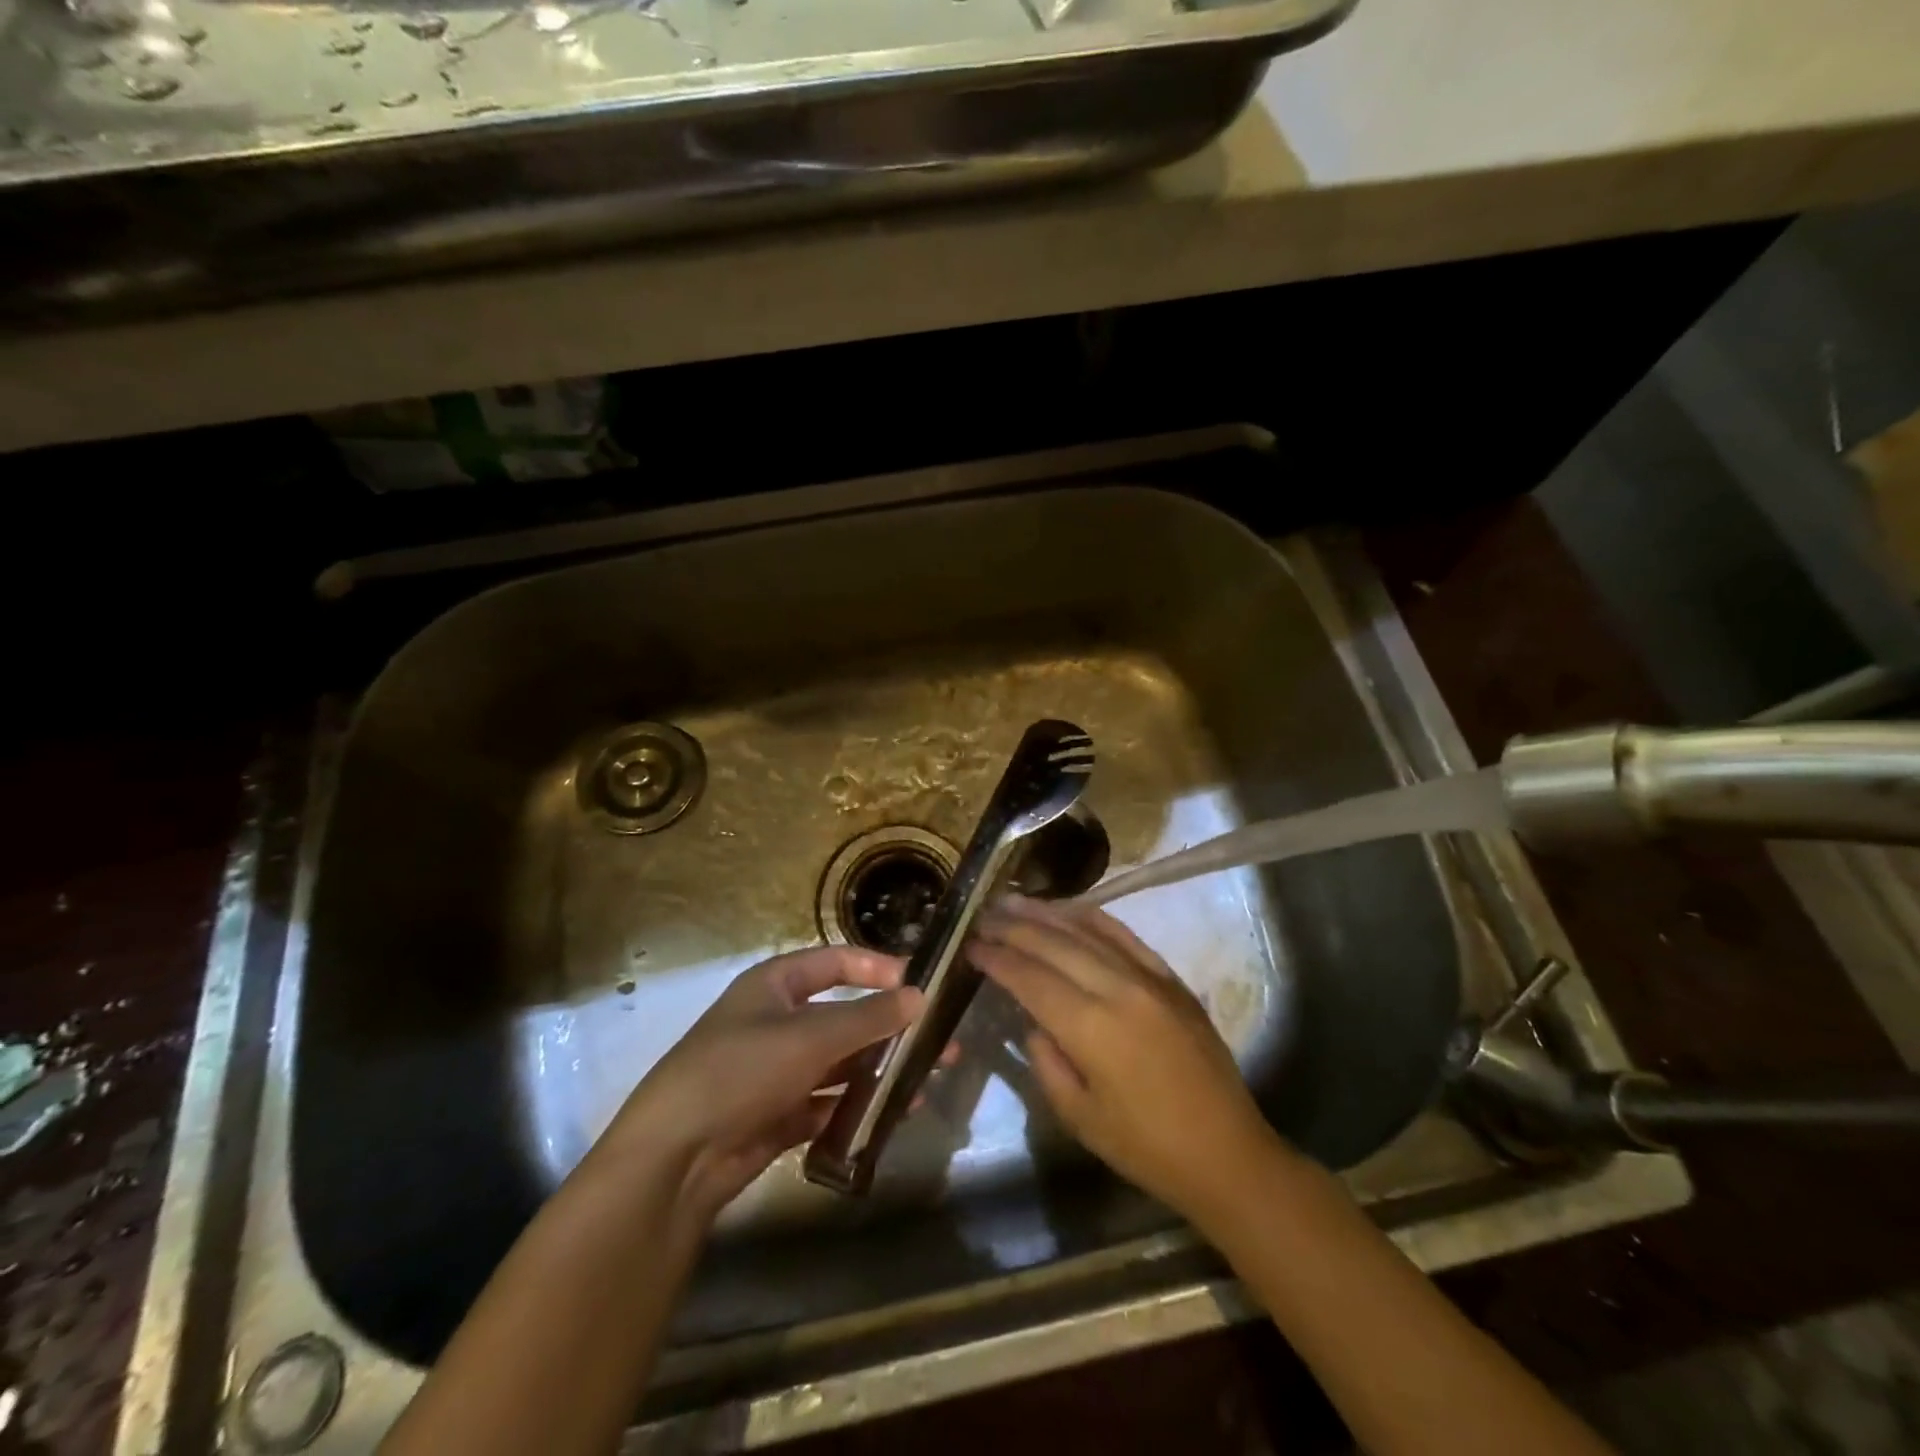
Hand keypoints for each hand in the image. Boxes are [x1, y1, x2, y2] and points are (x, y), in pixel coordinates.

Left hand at [601, 946, 922, 1222]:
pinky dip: (860, 1104)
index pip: (836, 962)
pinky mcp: (780, 1114)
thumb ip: (868, 1017)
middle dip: (891, 1027)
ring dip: (881, 1068)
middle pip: (845, 1016)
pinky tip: (896, 1110)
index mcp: (775, 985)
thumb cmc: (741, 1070)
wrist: (675, 1157)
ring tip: (928, 1076)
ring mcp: (778, 1070)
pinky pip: (830, 1101)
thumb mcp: (810, 1036)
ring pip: (841, 1061)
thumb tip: (920, 996)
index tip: (921, 983)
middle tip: (940, 1041)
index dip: (878, 967)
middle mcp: (778, 1021)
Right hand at [971, 896, 1276, 1226]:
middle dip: (1014, 928)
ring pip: (1088, 931)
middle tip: (983, 917)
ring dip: (1047, 913)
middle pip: (1054, 945)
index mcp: (1091, 1028)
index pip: (1030, 978)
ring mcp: (1149, 978)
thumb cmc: (1146, 1147)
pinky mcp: (1170, 978)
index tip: (971, 945)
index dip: (997, 959)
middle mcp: (1118, 989)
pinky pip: (1126, 936)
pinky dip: (1094, 918)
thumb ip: (1047, 1062)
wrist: (1226, 1152)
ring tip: (1015, 901)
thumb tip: (1034, 1022)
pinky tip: (1072, 909)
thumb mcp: (1079, 1117)